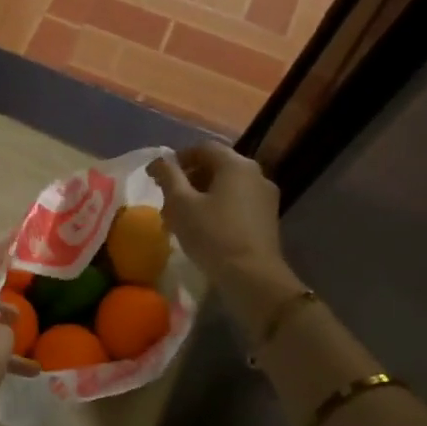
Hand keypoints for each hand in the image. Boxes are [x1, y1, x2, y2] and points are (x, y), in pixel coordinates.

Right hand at [147, 143, 298, 306]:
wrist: (252, 277)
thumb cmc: (212, 235)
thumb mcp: (180, 204)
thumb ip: (168, 176)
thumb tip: (159, 161)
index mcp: (235, 164)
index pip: (202, 148)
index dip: (177, 159)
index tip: (158, 178)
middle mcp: (255, 174)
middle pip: (216, 166)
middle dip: (188, 179)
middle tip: (167, 199)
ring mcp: (265, 196)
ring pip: (226, 186)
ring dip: (201, 194)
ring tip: (182, 216)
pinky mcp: (268, 218)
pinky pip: (237, 202)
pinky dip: (218, 206)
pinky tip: (203, 227)